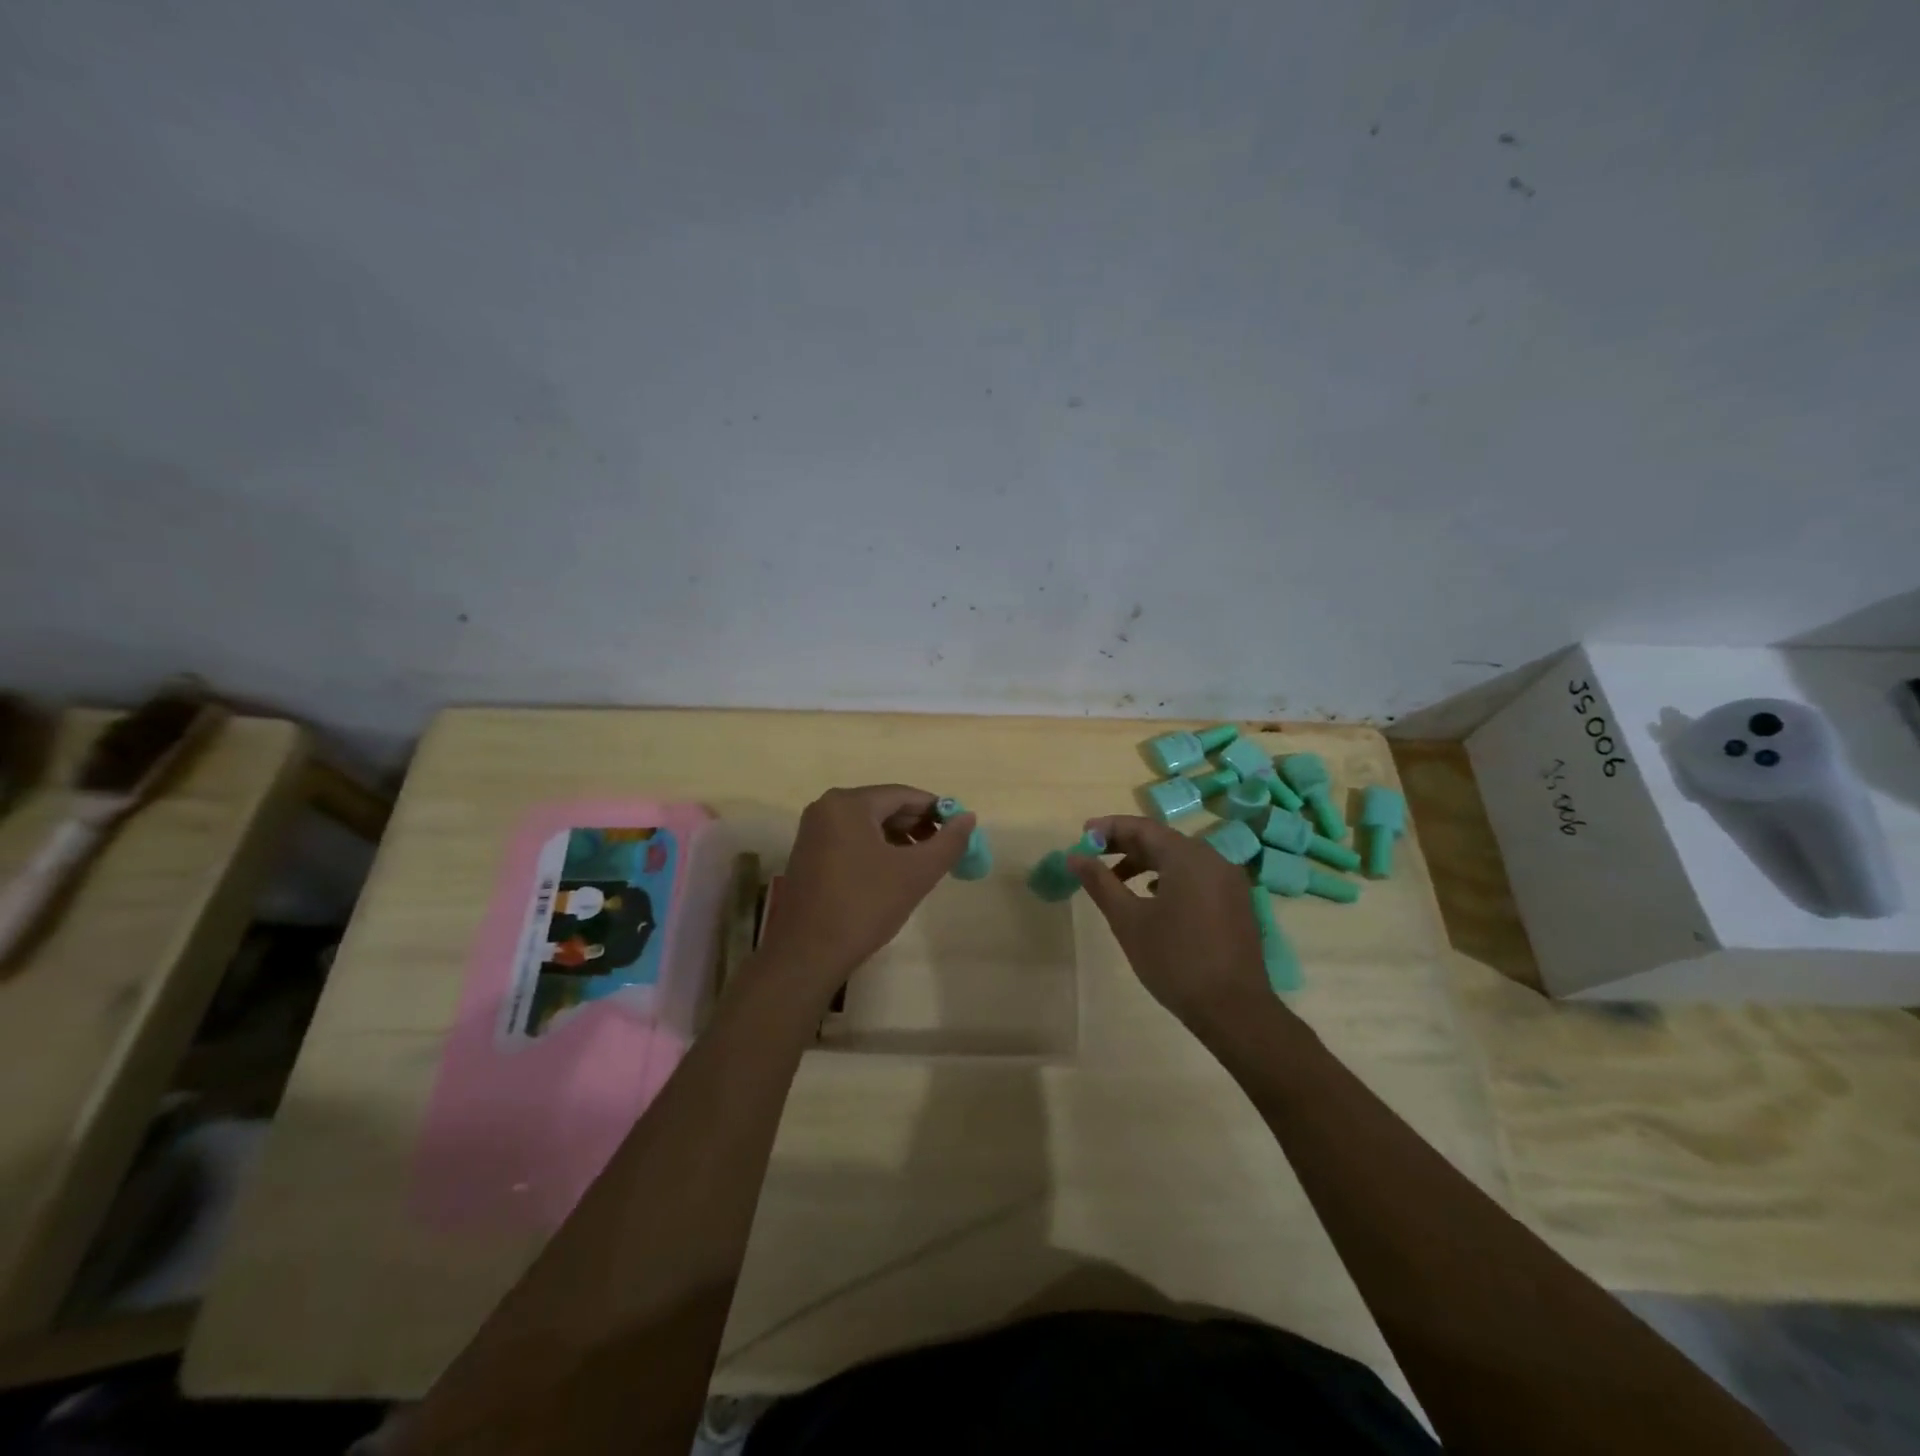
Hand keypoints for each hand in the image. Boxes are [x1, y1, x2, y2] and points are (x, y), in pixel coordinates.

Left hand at [758, 785, 975, 999]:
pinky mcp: (809, 855)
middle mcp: (826, 808)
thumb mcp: (915, 873)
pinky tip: (892, 875)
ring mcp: (813, 832)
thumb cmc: (864, 906)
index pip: (904, 795)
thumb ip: (948, 842)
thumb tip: (969, 817)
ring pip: (868, 825)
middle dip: (917, 827)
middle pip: (884, 807)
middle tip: (943, 851)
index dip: (937, 810)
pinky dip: (876, 850)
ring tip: (922, 866)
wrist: (807, 954)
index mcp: (848, 804)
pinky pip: (851, 840)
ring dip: (898, 840)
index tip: (960, 831)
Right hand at [1070, 815, 1269, 1028]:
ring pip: (1179, 859)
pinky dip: (1169, 878)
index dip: (1109, 828)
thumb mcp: (1128, 920)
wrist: (1233, 1009)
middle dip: (1125, 846)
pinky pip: (1196, 876)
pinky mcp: (1236, 902)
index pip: (1142, 827)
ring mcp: (1229, 881)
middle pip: (1162, 840)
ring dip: (1145, 863)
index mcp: (1187, 856)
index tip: (1082, 836)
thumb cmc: (1175, 960)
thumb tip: (1074, 856)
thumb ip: (1100, 882)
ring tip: (1116, 881)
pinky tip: (1152, 898)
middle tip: (1093, 856)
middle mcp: (1212, 859)